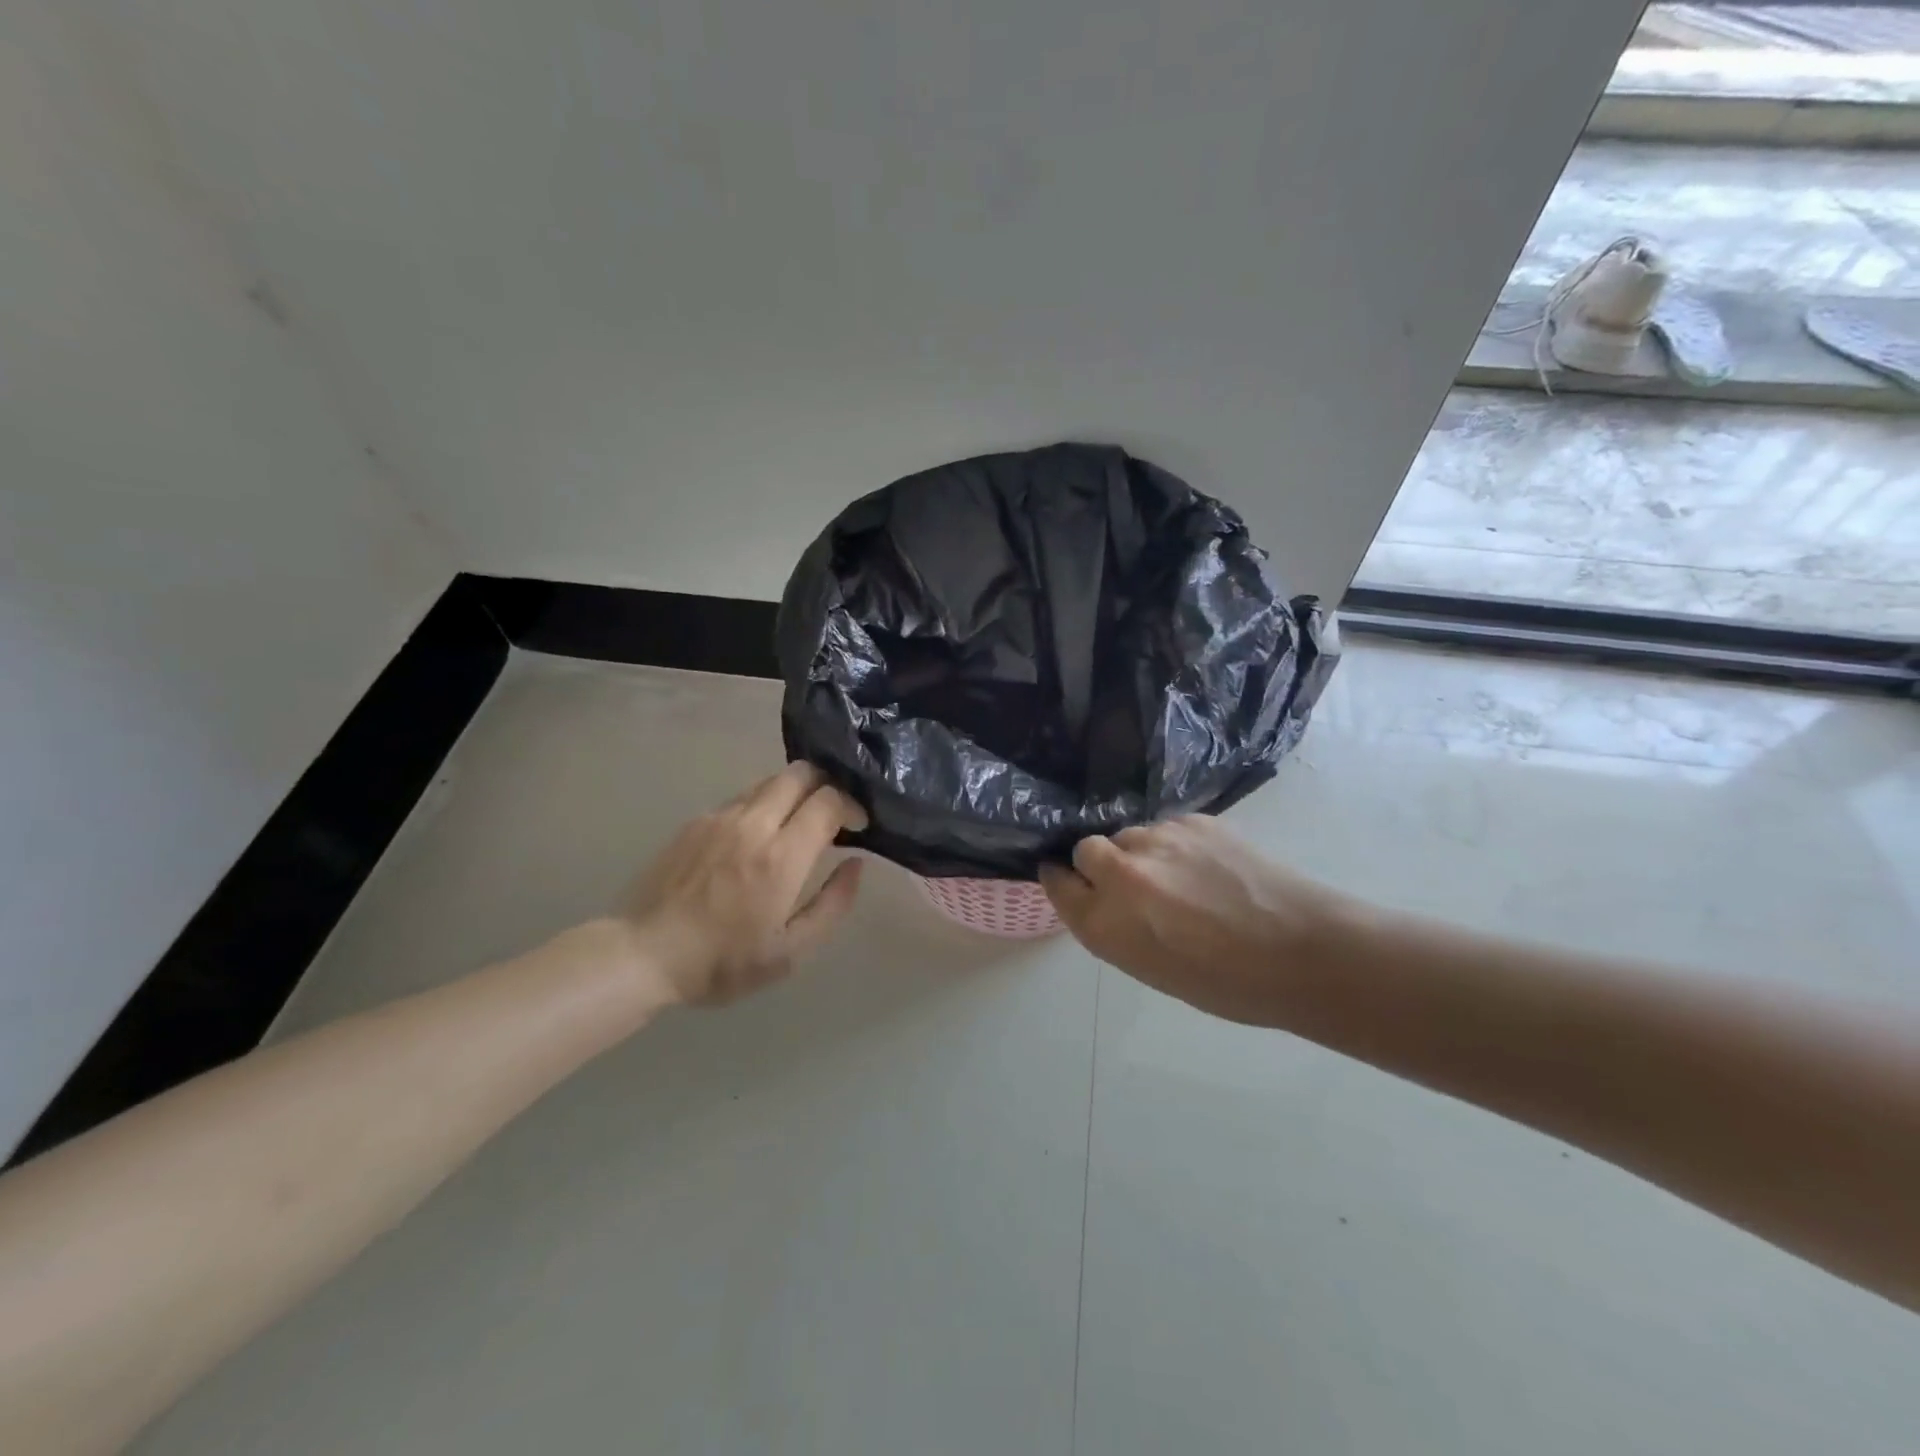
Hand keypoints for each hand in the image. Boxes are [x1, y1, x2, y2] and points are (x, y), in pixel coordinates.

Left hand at [616, 763, 866, 1005]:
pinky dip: (764, 804)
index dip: (852, 805)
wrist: (642, 954)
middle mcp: (753, 824)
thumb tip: (855, 864)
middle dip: (827, 785)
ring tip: (798, 822)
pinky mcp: (696, 820)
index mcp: (781, 856)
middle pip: (801, 773)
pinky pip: (742, 797)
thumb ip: (832, 904)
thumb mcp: (790, 952)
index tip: (858, 826)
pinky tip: (758, 836)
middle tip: (833, 813)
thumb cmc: (722, 962)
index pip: (828, 800)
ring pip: (771, 780)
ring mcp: (720, 817)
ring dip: (795, 792)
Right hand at [1040, 815, 1359, 1025]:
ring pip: (1129, 835)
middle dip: (1099, 863)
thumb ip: (1113, 927)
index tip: (1072, 883)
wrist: (1304, 951)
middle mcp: (1122, 874)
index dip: (1063, 881)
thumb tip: (1103, 897)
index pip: (1057, 883)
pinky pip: (1166, 828)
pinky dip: (1176, 845)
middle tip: (1133, 885)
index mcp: (1106, 923)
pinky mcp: (1194, 820)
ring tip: (1179, 878)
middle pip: (1086, 849)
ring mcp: (1159, 840)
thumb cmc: (1227, 983)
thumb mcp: (1151, 969)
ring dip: (1141, 853)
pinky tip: (1207, 867)